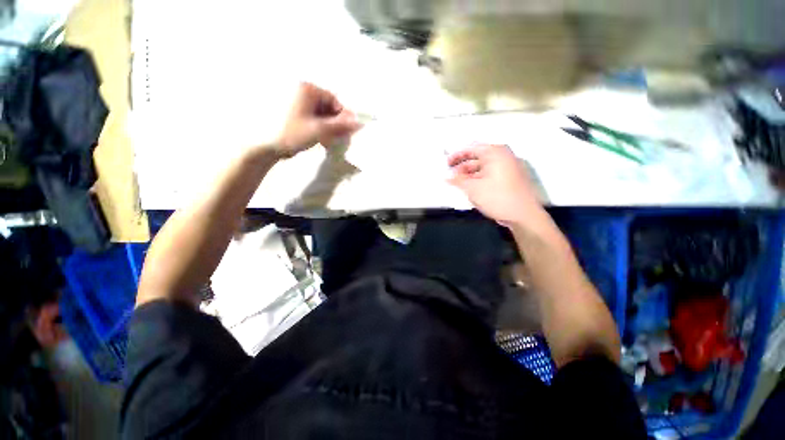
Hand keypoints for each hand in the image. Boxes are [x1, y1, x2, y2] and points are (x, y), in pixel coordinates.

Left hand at [273, 82, 361, 157]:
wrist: (266, 146)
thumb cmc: (293, 133)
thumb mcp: (320, 129)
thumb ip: (341, 125)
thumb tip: (359, 122)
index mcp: (306, 89)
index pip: (333, 100)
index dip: (342, 116)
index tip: (346, 131)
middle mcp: (300, 91)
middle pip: (327, 107)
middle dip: (334, 123)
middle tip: (338, 138)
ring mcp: (295, 102)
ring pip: (320, 114)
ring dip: (328, 128)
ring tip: (327, 141)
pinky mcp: (292, 113)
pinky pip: (312, 118)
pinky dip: (319, 128)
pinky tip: (320, 139)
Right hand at [447, 143, 542, 225]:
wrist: (524, 215)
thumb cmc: (497, 197)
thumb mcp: (473, 188)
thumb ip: (458, 180)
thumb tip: (447, 177)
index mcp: (495, 153)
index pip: (471, 148)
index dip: (456, 155)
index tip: (446, 164)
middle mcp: (503, 156)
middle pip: (477, 156)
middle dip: (462, 166)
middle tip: (451, 175)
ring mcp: (508, 167)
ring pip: (484, 166)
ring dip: (469, 174)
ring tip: (458, 183)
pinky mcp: (510, 177)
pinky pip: (491, 173)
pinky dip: (479, 178)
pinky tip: (470, 187)